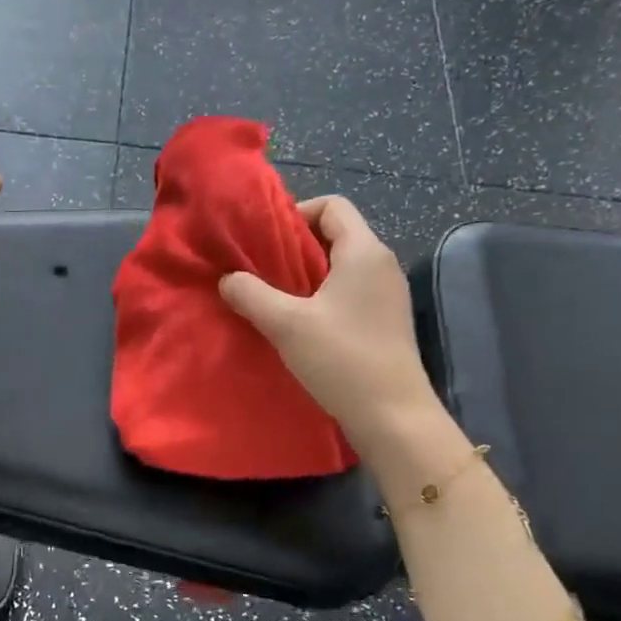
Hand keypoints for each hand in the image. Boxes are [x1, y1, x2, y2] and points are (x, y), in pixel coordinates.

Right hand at [218, 195, 438, 442]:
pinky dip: (322, 296)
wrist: (392, 414)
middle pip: (336, 234)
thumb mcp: (286, 324)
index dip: (297, 213)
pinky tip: (299, 324)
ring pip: (341, 266)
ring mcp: (387, 294)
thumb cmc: (341, 359)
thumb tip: (228, 279)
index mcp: (364, 251)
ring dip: (307, 274)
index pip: (333, 206)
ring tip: (274, 297)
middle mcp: (381, 264)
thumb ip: (251, 294)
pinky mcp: (385, 320)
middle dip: (296, 246)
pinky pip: (350, 291)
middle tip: (261, 269)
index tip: (266, 240)